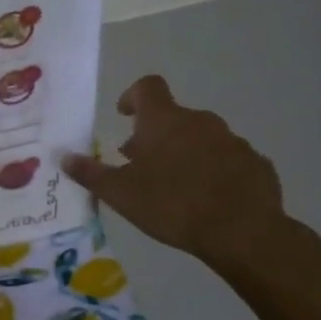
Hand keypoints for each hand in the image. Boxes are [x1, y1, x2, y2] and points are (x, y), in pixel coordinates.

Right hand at [63, 75, 287, 269]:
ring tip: (174, 186)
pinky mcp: (257, 164)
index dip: (133, 96)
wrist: (243, 232)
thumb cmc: (171, 205)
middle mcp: (200, 121)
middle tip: (140, 165)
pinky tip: (208, 198)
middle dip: (154, 136)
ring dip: (184, 152)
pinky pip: (228, 159)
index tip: (124, 115)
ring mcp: (233, 141)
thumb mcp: (120, 193)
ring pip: (201, 138)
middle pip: (172, 117)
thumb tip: (64, 156)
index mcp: (164, 121)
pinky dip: (213, 170)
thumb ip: (91, 173)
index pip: (148, 87)